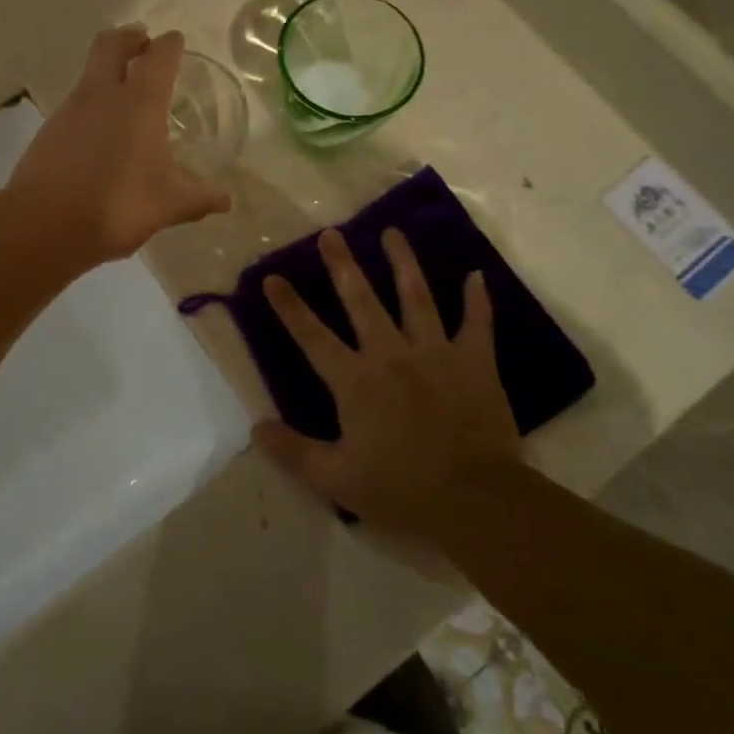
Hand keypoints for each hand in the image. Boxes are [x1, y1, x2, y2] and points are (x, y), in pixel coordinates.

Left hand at [9, 25, 232, 264]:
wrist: (44, 224)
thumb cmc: (117, 204)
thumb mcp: (168, 204)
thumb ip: (198, 198)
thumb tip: (225, 201)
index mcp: (139, 103)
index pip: (158, 57)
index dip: (169, 45)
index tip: (175, 40)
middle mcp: (103, 94)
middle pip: (111, 44)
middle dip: (128, 37)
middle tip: (142, 40)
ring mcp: (71, 109)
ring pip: (89, 72)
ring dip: (106, 69)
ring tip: (124, 89)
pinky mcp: (49, 130)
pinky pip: (75, 103)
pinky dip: (91, 102)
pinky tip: (99, 130)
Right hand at [254, 228, 518, 535]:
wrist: (477, 501)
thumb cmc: (402, 489)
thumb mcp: (337, 480)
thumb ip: (294, 452)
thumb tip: (255, 428)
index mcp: (356, 381)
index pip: (313, 337)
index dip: (290, 307)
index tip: (272, 277)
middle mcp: (391, 355)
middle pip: (362, 301)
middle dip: (343, 265)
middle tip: (331, 233)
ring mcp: (436, 353)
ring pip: (416, 297)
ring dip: (403, 262)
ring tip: (393, 232)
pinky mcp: (474, 363)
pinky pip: (477, 324)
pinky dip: (477, 300)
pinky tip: (476, 275)